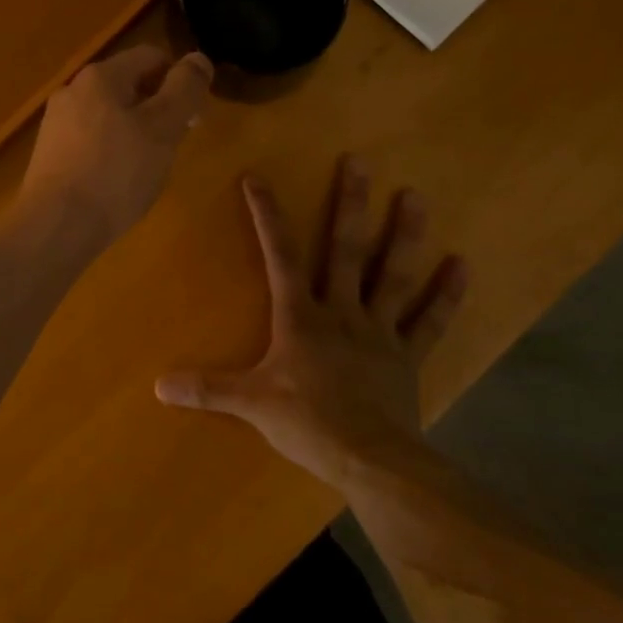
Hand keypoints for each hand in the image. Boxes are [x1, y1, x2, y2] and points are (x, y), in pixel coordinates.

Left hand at [19, 44, 213, 250]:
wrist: (56, 226)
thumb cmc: (116, 173)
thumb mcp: (163, 128)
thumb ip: (185, 90)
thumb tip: (198, 59)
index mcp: (100, 76)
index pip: (151, 57)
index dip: (180, 79)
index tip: (194, 115)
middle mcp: (72, 91)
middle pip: (128, 86)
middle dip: (158, 110)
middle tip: (175, 145)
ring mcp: (56, 123)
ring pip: (109, 116)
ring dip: (136, 133)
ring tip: (148, 168)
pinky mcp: (49, 155)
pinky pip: (91, 142)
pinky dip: (111, 153)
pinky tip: (118, 183)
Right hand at [155, 157, 466, 487]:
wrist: (371, 461)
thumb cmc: (308, 425)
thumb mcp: (251, 405)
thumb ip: (208, 389)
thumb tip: (159, 386)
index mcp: (301, 317)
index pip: (280, 256)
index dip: (268, 216)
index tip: (258, 178)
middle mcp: (342, 312)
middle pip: (346, 250)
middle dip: (351, 204)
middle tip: (360, 161)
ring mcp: (380, 331)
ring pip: (393, 275)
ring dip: (405, 235)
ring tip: (417, 196)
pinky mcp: (408, 355)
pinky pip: (430, 321)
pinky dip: (447, 295)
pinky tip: (463, 264)